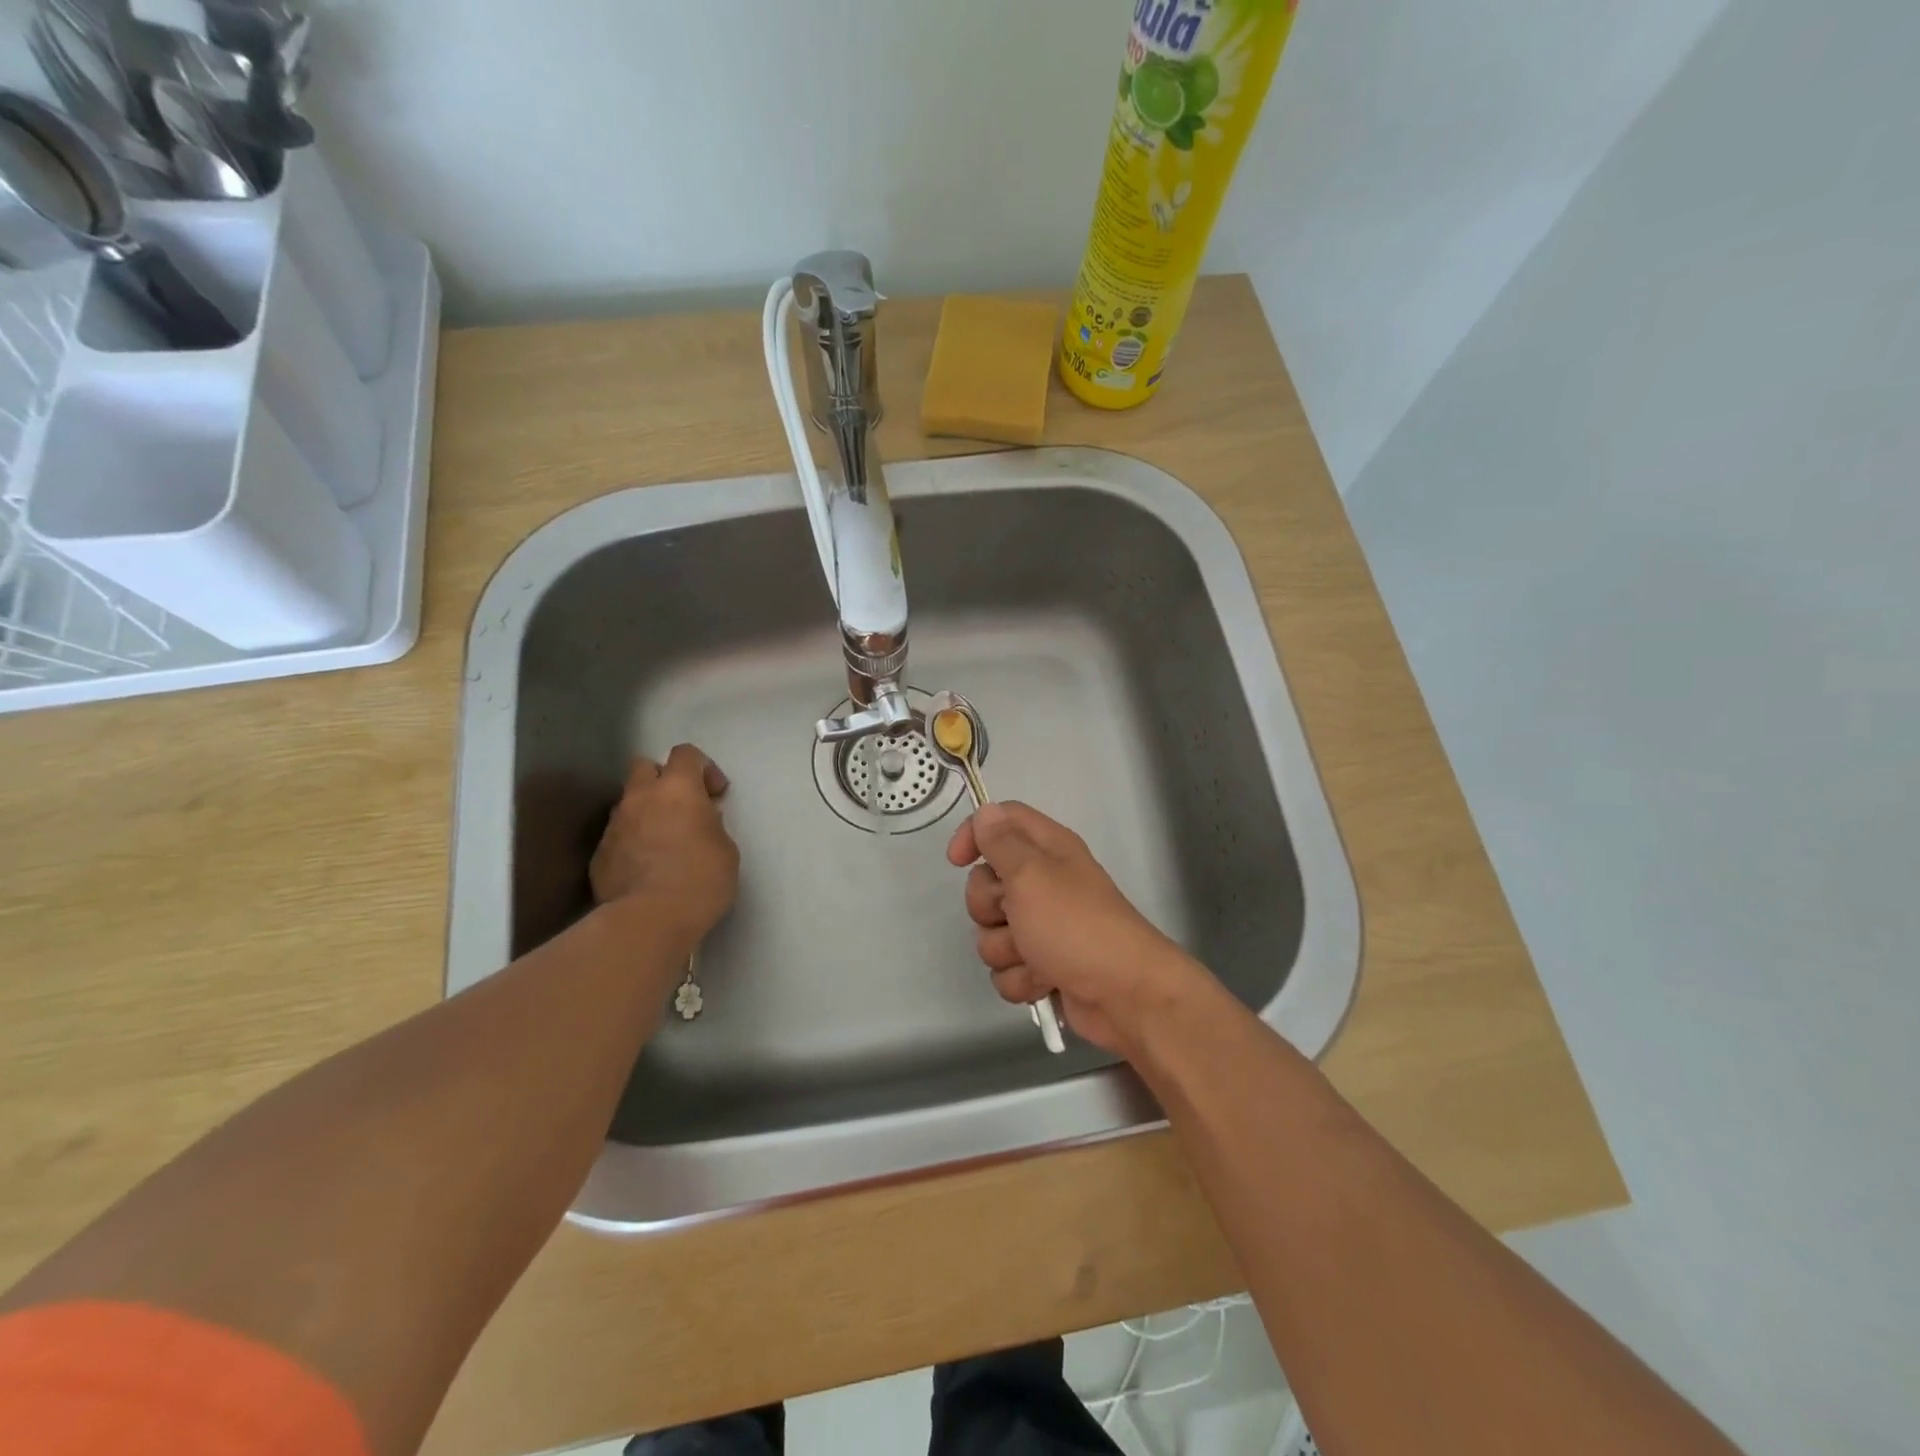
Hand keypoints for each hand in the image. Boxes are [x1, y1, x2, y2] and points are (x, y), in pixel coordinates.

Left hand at [590, 745, 738, 949]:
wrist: (650, 919)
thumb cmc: (701, 879)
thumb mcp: (725, 847)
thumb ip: (710, 823)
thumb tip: (699, 820)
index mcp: (677, 788)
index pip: (686, 753)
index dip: (703, 768)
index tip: (715, 795)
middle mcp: (640, 797)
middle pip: (644, 766)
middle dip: (663, 780)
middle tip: (681, 808)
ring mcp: (615, 825)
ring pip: (628, 803)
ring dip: (645, 812)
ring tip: (662, 842)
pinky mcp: (599, 854)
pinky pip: (617, 836)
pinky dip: (631, 843)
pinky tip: (645, 869)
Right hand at [947, 802, 1210, 1056]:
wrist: (1123, 994)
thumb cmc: (1075, 925)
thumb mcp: (1031, 875)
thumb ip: (1002, 843)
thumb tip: (986, 812)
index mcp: (1047, 849)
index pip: (1002, 821)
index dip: (975, 834)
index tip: (957, 861)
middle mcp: (1044, 883)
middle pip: (986, 883)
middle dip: (989, 907)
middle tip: (1013, 914)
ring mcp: (1043, 927)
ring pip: (991, 933)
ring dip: (1006, 950)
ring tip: (1035, 957)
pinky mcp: (1042, 965)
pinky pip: (1006, 968)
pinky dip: (1020, 979)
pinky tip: (1043, 982)